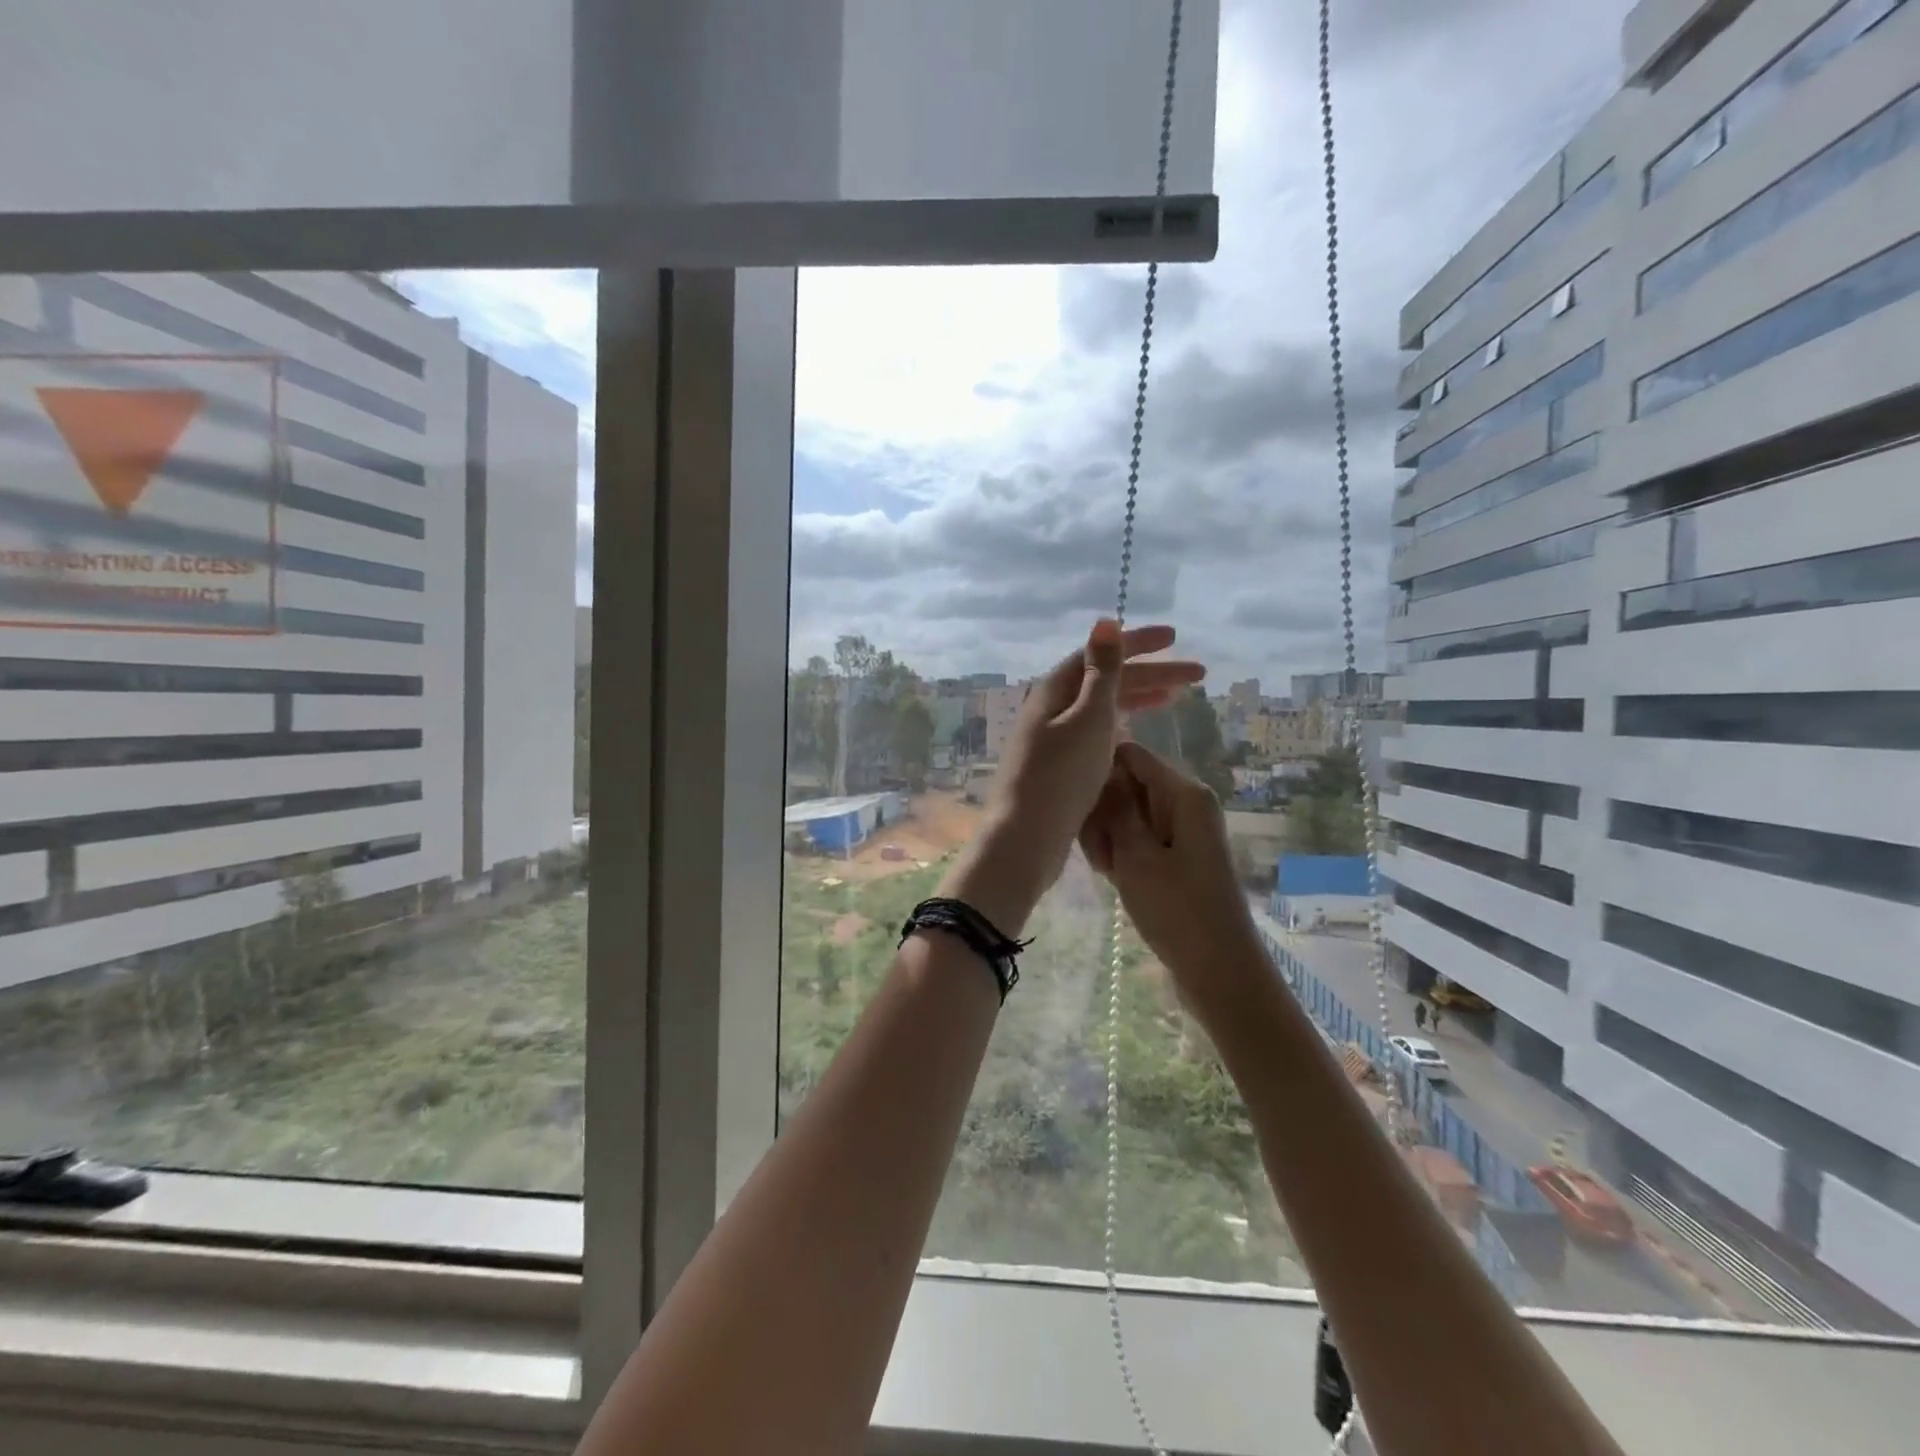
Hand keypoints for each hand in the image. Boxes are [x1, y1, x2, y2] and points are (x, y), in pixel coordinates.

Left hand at [940, 621, 1203, 935]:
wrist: (1026, 837)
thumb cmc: (1061, 775)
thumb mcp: (1088, 719)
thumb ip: (1102, 672)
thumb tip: (1105, 621)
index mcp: (1055, 690)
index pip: (1101, 654)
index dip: (1139, 644)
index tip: (1176, 638)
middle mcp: (1051, 709)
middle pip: (1105, 681)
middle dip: (1150, 674)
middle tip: (1196, 675)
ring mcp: (1052, 739)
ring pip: (1102, 709)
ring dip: (1137, 699)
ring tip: (1175, 699)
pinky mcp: (1058, 767)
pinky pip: (1095, 734)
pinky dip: (1121, 726)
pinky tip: (1137, 732)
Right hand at [1078, 740, 1263, 1012]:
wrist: (1219, 971)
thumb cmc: (1177, 910)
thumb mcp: (1136, 856)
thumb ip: (1115, 808)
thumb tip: (1102, 769)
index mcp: (1184, 793)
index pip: (1130, 755)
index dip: (1099, 772)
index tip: (1077, 805)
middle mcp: (1186, 802)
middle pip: (1129, 783)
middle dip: (1103, 811)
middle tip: (1095, 852)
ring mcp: (1183, 829)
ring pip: (1130, 812)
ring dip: (1109, 835)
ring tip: (1104, 869)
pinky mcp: (1178, 854)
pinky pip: (1141, 836)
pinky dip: (1122, 851)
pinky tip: (1112, 875)